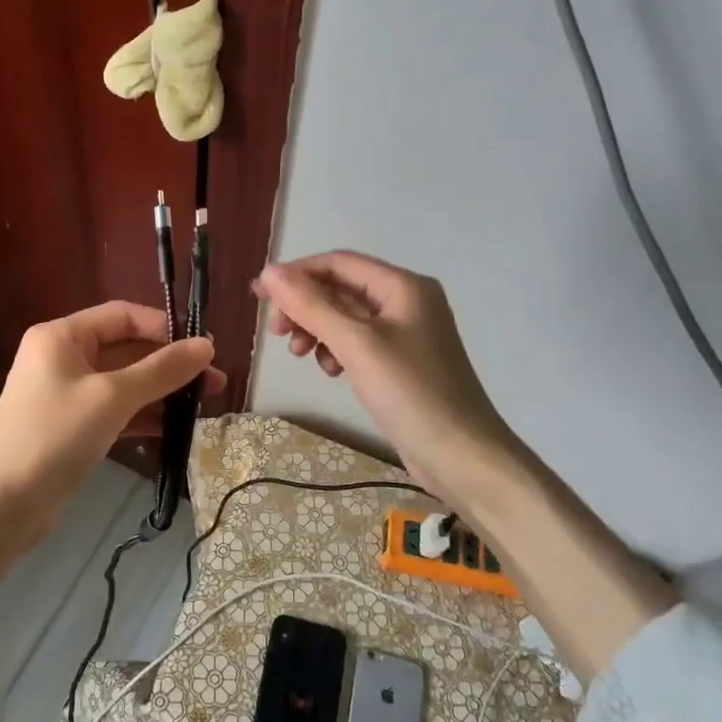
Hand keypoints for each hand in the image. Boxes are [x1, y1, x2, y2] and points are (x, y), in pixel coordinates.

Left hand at [0, 302, 224, 591]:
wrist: (2, 506)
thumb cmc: (55, 437)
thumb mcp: (113, 398)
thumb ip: (161, 370)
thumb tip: (207, 346)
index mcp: (62, 336)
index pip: (123, 315)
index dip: (165, 328)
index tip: (204, 349)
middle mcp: (62, 357)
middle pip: (126, 348)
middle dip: (169, 364)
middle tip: (214, 383)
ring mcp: (66, 393)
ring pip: (124, 382)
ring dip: (162, 391)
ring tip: (204, 406)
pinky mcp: (72, 426)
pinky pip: (115, 410)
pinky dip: (143, 415)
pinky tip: (175, 428)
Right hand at [254, 251, 524, 505]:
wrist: (462, 457)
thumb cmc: (411, 393)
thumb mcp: (356, 344)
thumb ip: (312, 306)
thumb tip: (269, 273)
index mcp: (403, 286)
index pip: (338, 263)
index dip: (296, 274)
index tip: (259, 296)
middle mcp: (406, 302)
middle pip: (341, 289)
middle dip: (305, 306)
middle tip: (277, 333)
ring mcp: (406, 334)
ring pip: (346, 318)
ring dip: (317, 329)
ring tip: (300, 355)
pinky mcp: (401, 364)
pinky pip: (358, 344)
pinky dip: (336, 351)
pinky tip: (330, 371)